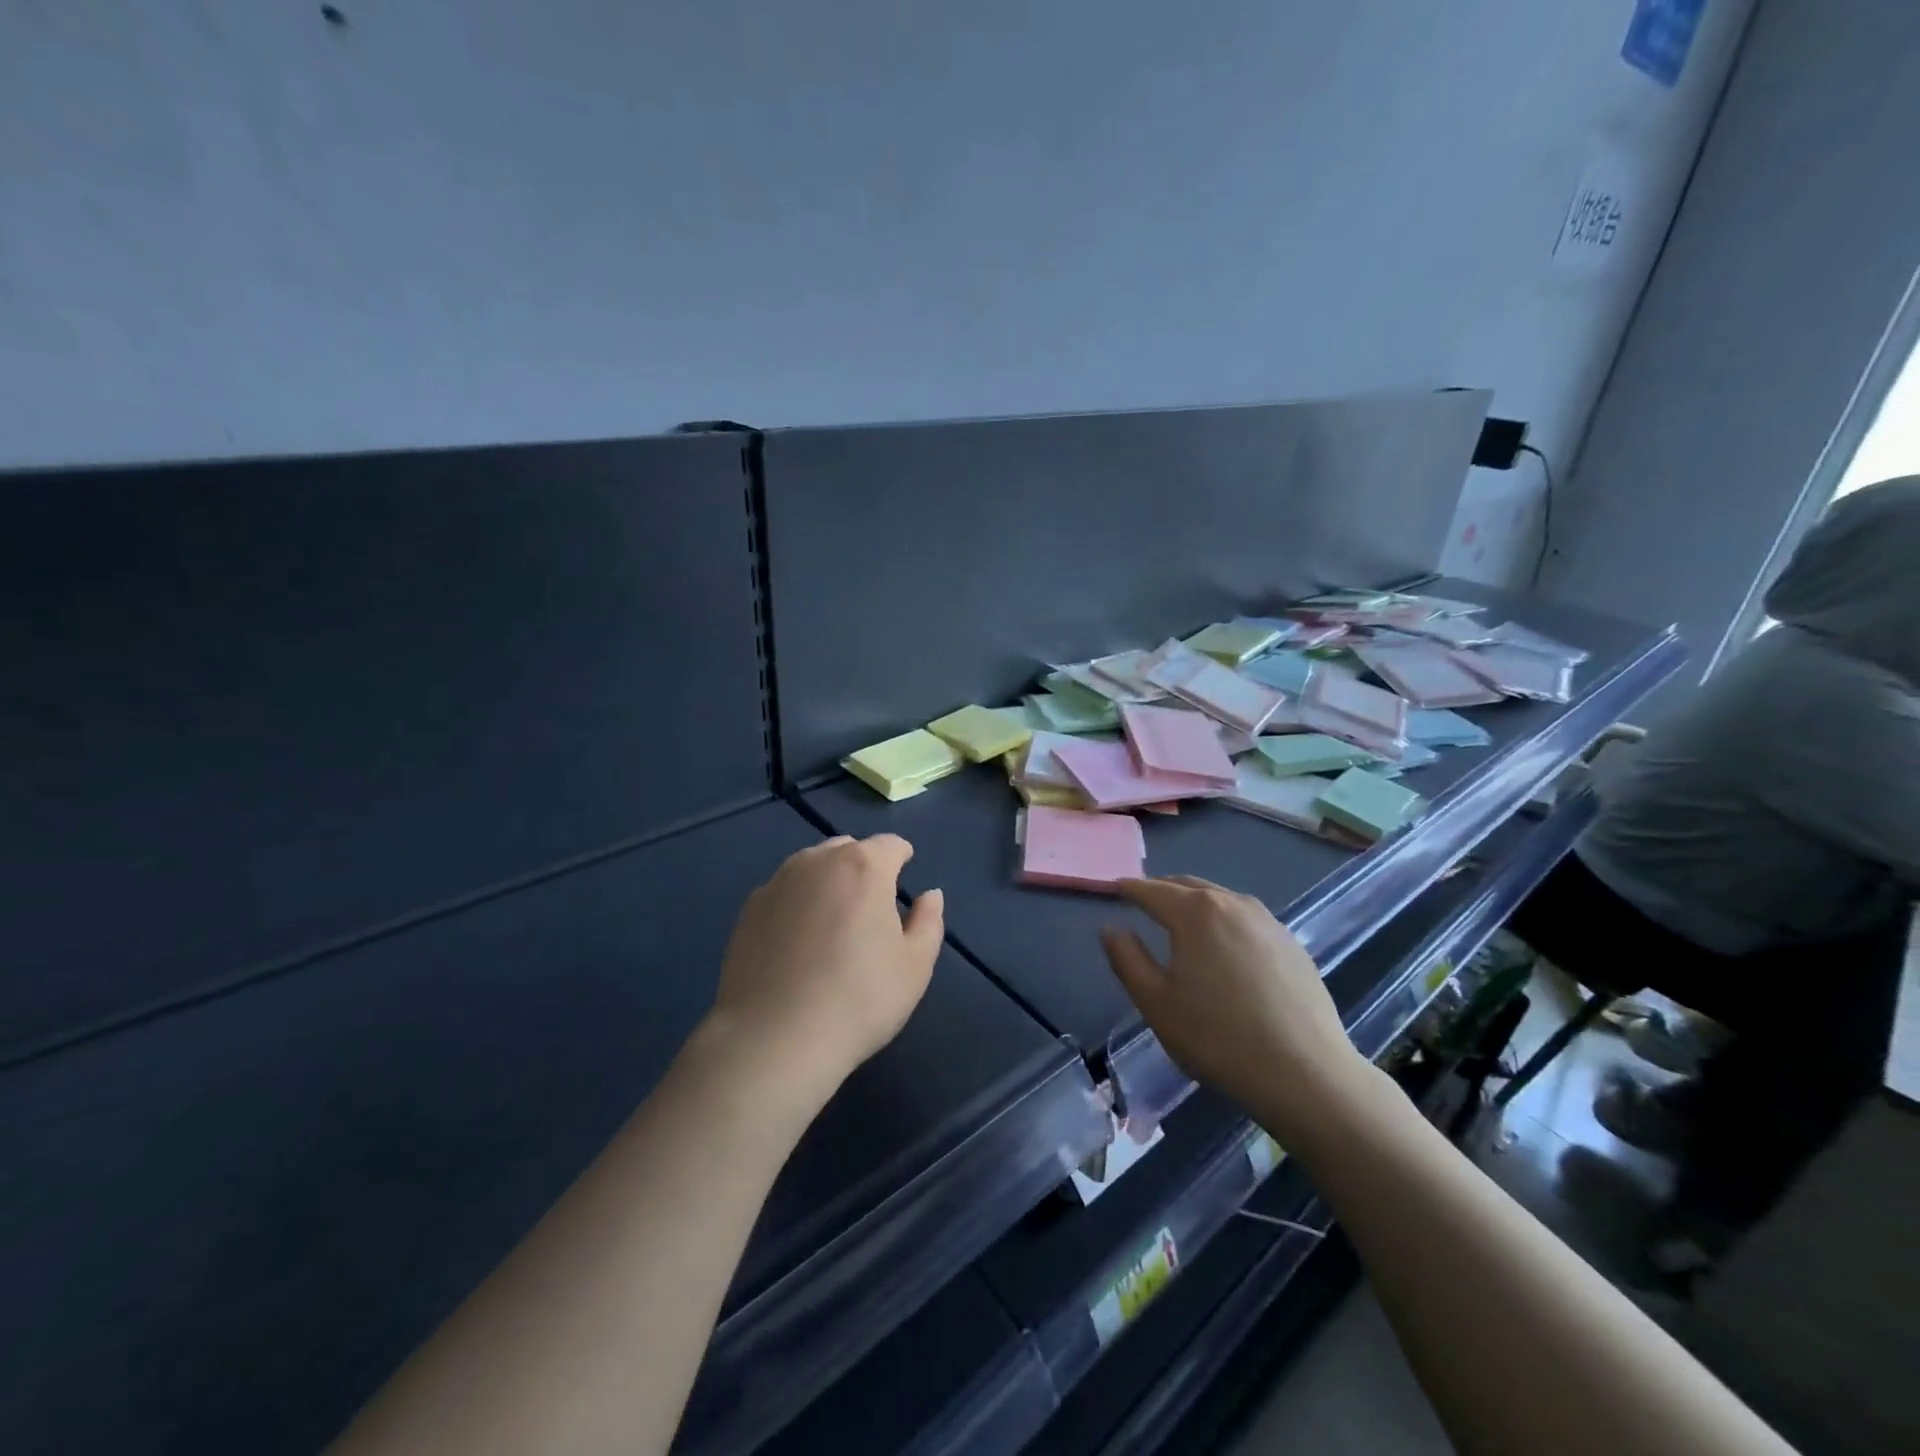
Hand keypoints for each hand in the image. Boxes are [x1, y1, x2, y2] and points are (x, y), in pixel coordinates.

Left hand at [707, 835, 943, 1095]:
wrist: (774, 1038)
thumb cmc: (859, 999)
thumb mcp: (915, 965)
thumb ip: (928, 921)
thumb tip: (929, 895)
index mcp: (864, 866)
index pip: (890, 845)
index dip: (901, 857)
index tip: (904, 876)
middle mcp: (818, 861)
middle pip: (848, 849)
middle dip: (864, 866)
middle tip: (871, 906)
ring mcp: (778, 883)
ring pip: (811, 866)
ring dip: (828, 880)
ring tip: (833, 921)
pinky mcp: (749, 909)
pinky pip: (784, 892)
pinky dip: (797, 903)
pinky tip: (798, 941)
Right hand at [1100, 876, 1371, 1138]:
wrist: (1306, 1073)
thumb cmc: (1218, 1037)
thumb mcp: (1156, 1003)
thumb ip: (1127, 959)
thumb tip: (1112, 928)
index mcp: (1194, 912)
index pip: (1152, 891)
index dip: (1129, 889)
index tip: (1115, 889)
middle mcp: (1232, 903)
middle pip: (1187, 886)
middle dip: (1161, 889)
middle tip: (1143, 899)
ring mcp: (1267, 921)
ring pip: (1220, 898)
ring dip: (1194, 901)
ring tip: (1180, 918)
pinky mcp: (1291, 943)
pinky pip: (1245, 918)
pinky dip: (1224, 918)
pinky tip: (1224, 944)